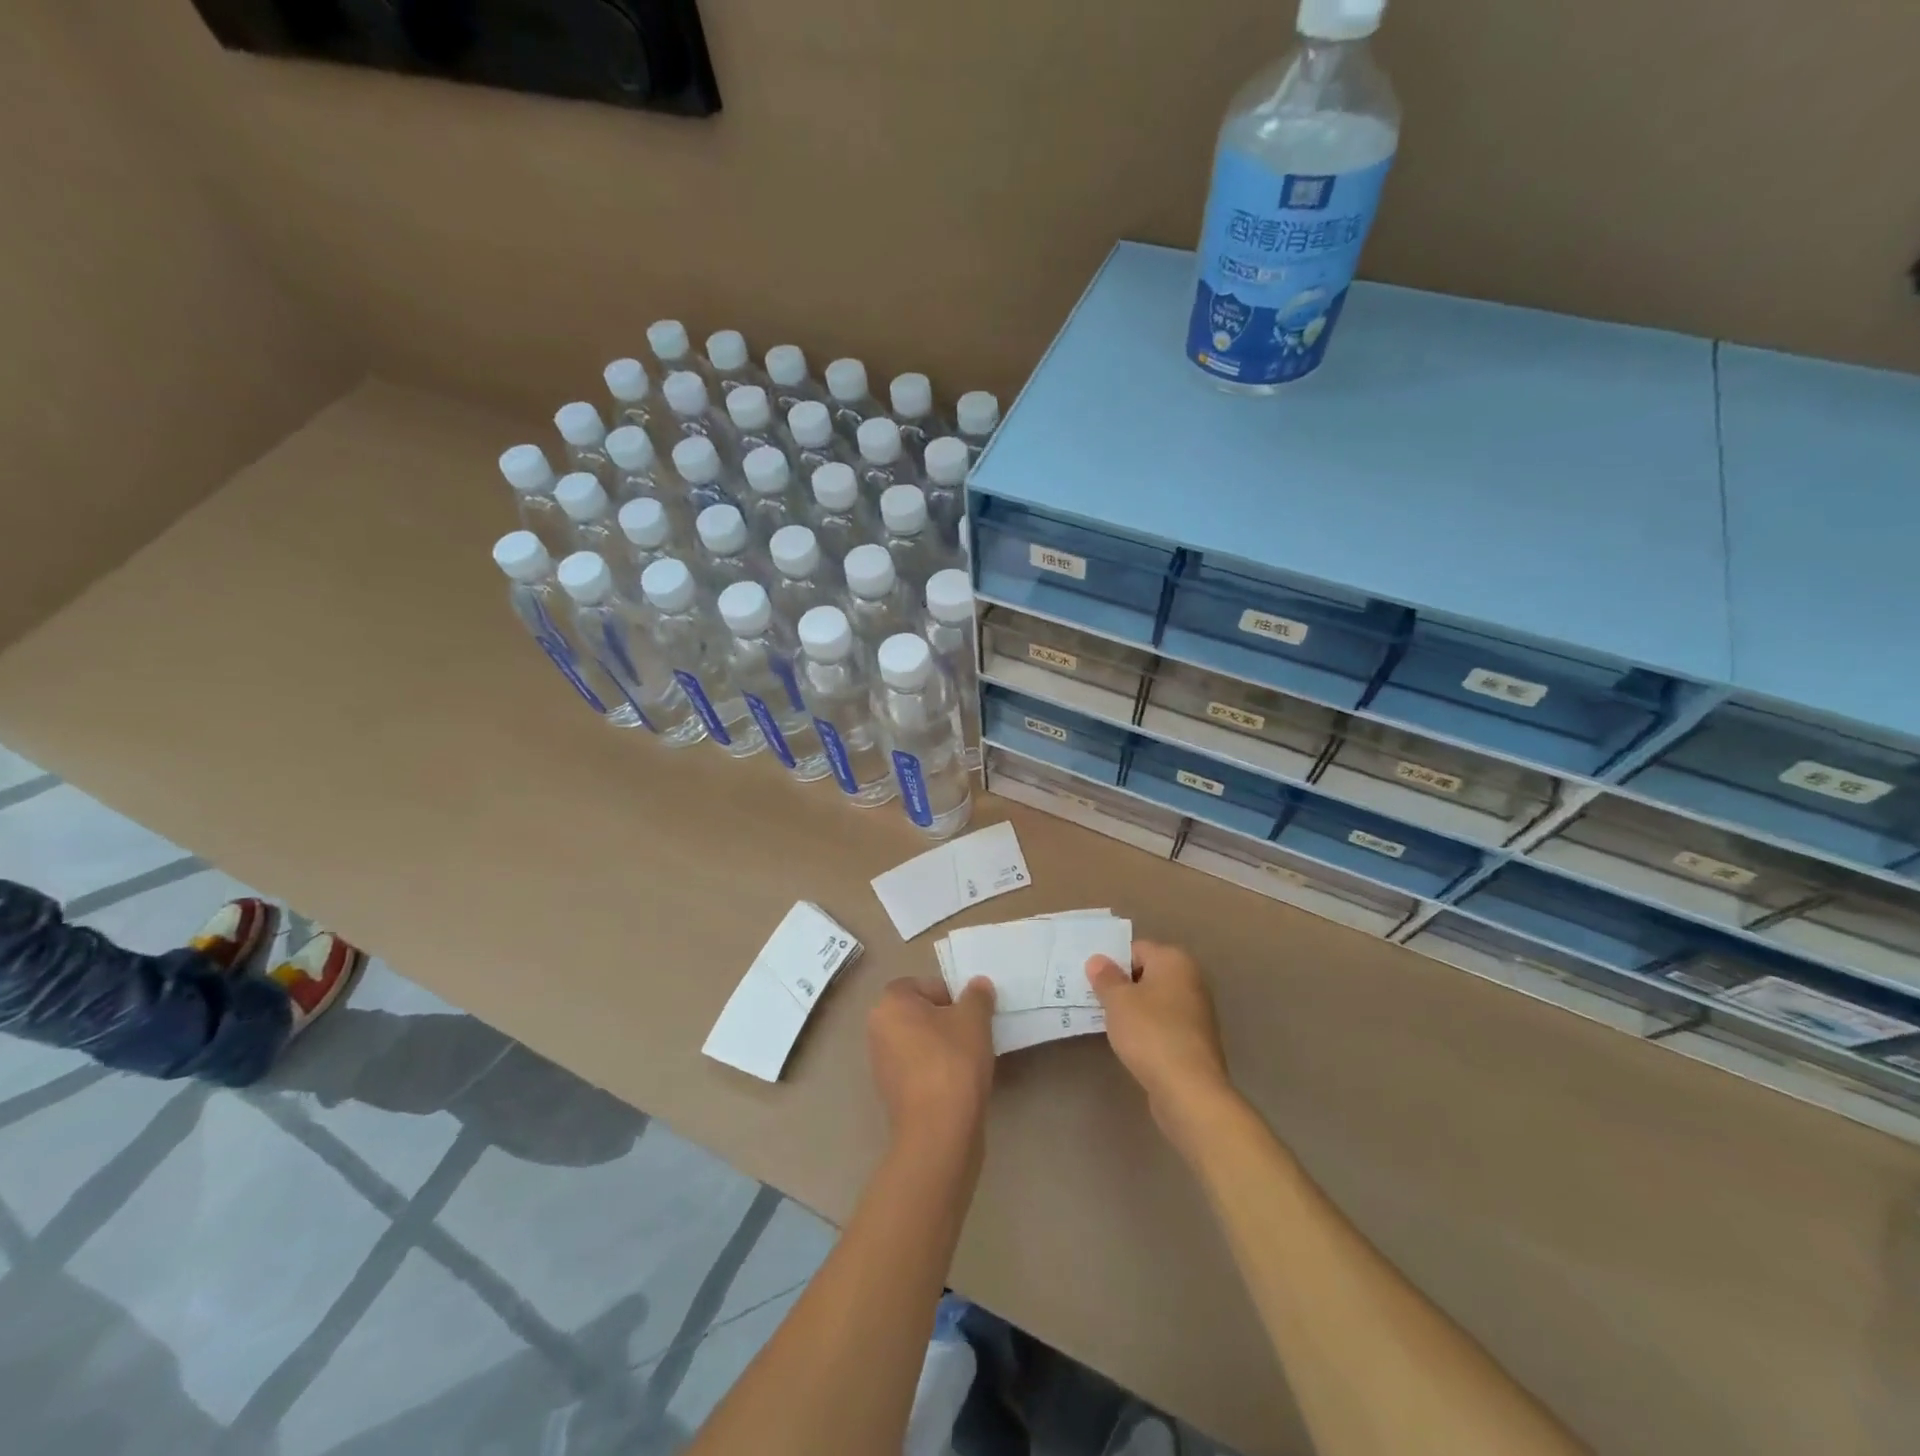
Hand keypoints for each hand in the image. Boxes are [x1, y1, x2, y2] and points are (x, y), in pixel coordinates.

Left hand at [867, 975, 996, 1150]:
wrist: (939, 1131)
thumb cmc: (953, 1061)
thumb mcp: (974, 1019)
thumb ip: (977, 996)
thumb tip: (978, 985)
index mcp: (890, 1004)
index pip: (921, 985)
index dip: (949, 994)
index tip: (971, 1012)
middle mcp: (877, 1029)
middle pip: (919, 1014)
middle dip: (947, 1020)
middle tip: (974, 1032)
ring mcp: (881, 1064)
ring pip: (919, 1042)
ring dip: (943, 1046)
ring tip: (971, 1059)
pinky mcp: (892, 1094)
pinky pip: (918, 1069)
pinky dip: (937, 1070)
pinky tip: (959, 1082)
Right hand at [1087, 941, 1235, 1147]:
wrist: (1189, 1090)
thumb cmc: (1150, 1033)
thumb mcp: (1118, 1001)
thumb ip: (1105, 977)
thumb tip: (1097, 960)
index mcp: (1174, 960)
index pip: (1136, 949)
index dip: (1112, 963)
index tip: (1092, 982)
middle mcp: (1191, 979)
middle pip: (1147, 974)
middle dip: (1122, 986)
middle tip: (1095, 1000)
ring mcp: (1197, 1011)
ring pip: (1155, 1001)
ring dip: (1133, 1009)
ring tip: (1108, 1024)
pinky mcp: (1195, 1040)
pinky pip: (1163, 1024)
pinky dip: (1147, 1029)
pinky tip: (1131, 1044)